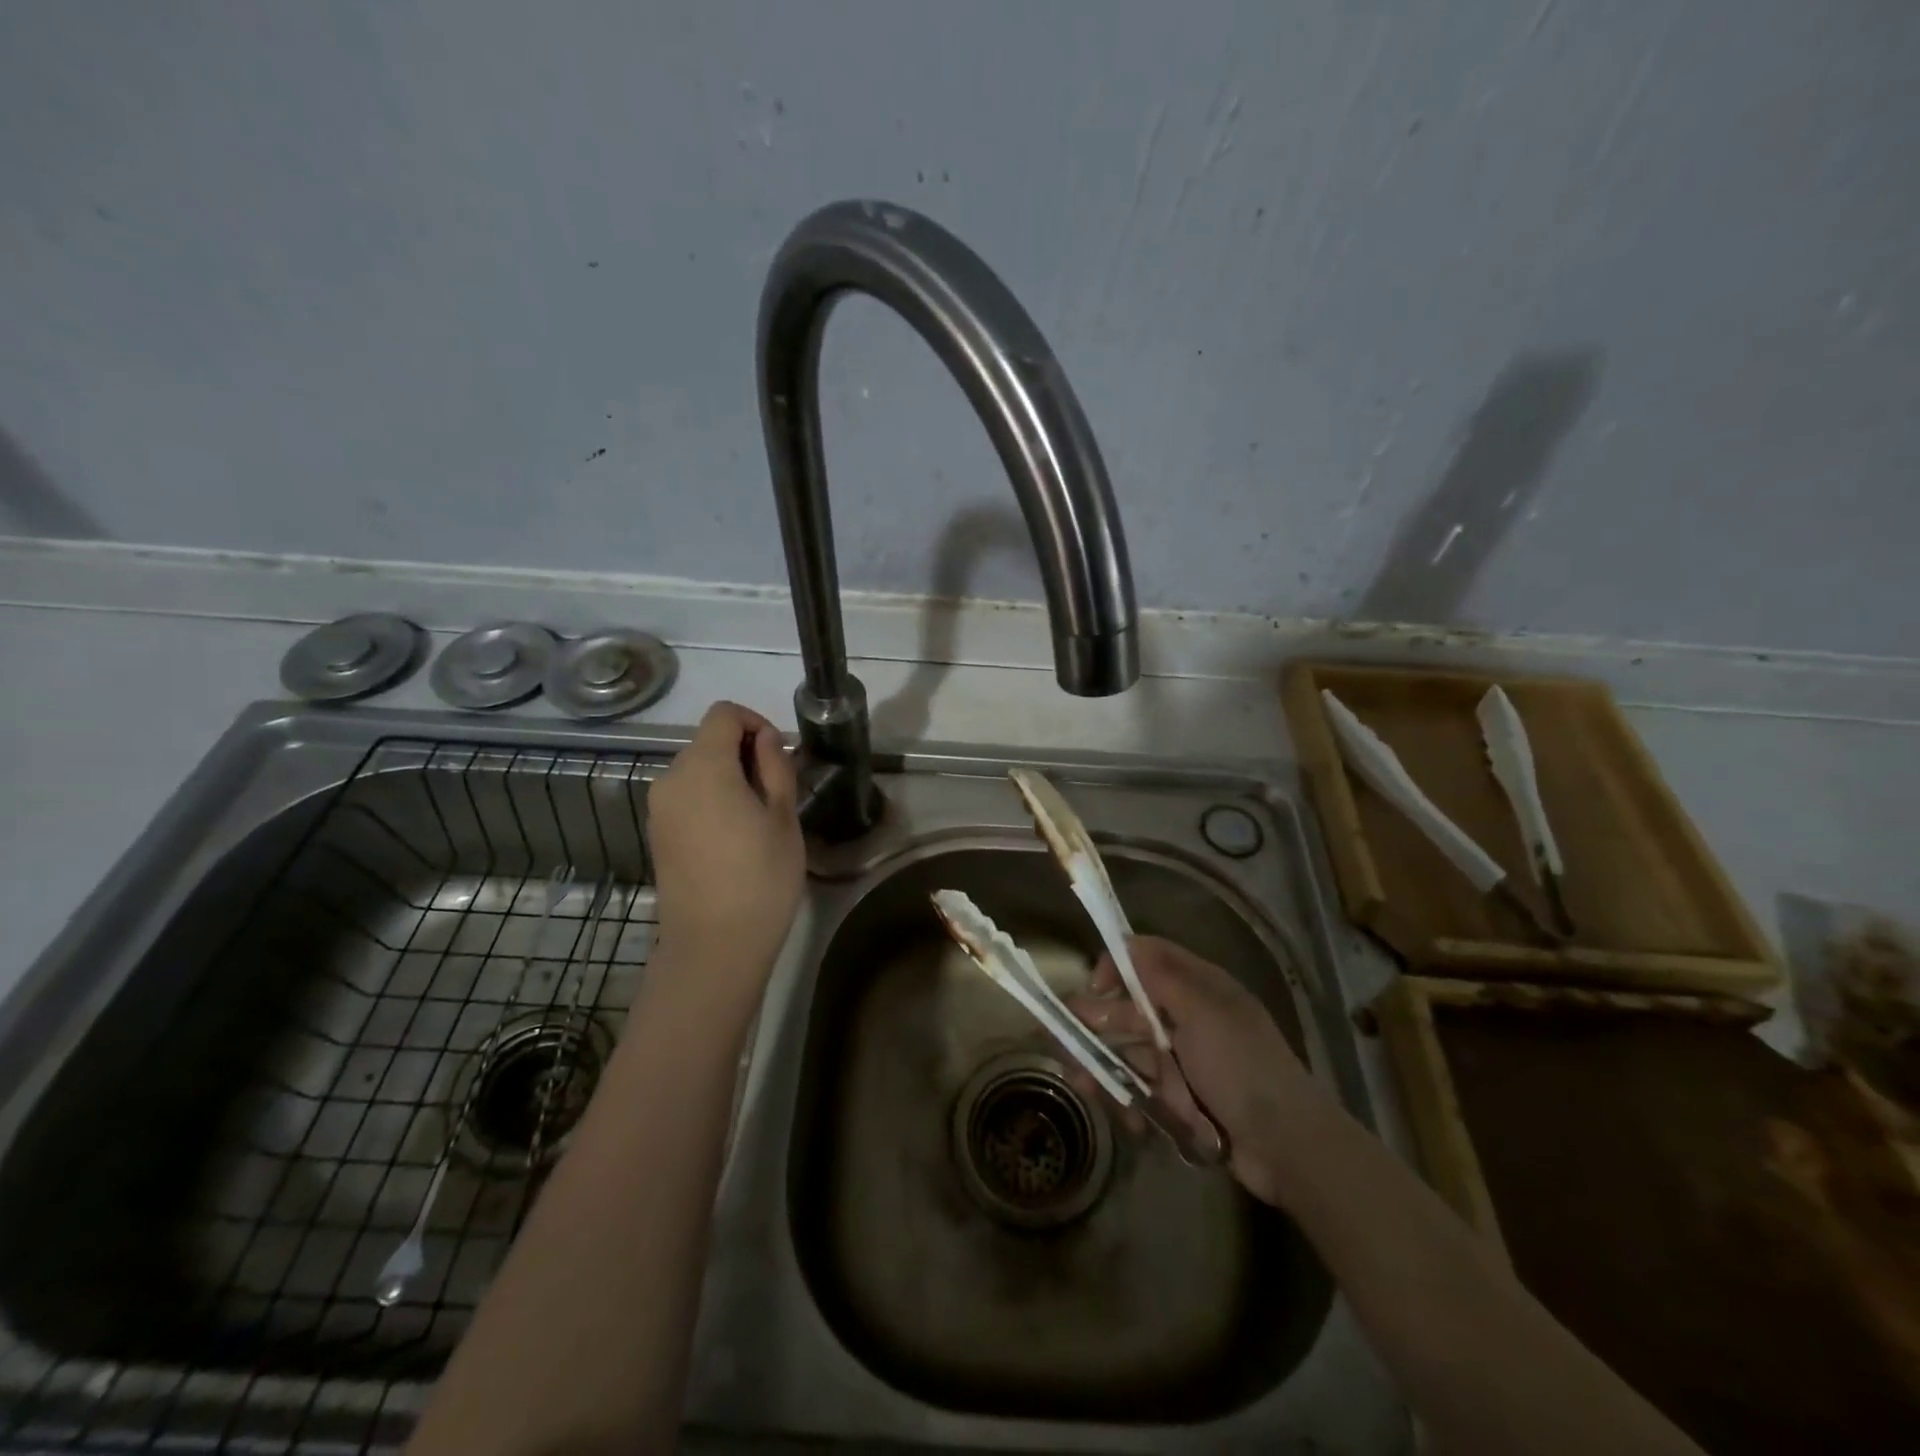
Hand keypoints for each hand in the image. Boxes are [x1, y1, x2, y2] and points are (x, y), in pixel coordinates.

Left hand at [646, 701, 803, 987]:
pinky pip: (687, 797)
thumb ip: (775, 767)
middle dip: (744, 752)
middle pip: (708, 741)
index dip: (755, 722)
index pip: (724, 714)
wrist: (714, 945)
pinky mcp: (657, 833)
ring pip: (697, 770)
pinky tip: (734, 835)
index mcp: (704, 766)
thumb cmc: (760, 877)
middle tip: (778, 790)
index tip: (779, 755)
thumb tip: (766, 740)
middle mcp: (672, 778)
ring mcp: (659, 808)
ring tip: (758, 816)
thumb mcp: (783, 818)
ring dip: (728, 776)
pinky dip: (711, 798)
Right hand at [1069, 936, 1321, 1208]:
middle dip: (1099, 1022)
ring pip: (1133, 1051)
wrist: (1287, 1145)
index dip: (1118, 966)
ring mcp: (1187, 1059)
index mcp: (1199, 987)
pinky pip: (1146, 1089)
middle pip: (1133, 1008)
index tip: (1094, 987)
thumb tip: (1126, 943)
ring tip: (1081, 1085)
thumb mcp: (1202, 1012)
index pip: (1149, 959)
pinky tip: (1128, 1120)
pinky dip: (1132, 1100)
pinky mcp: (1184, 1097)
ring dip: (1106, 1066)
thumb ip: (1160, 978)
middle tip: (1062, 1038)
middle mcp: (1189, 1017)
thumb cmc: (1241, 1067)